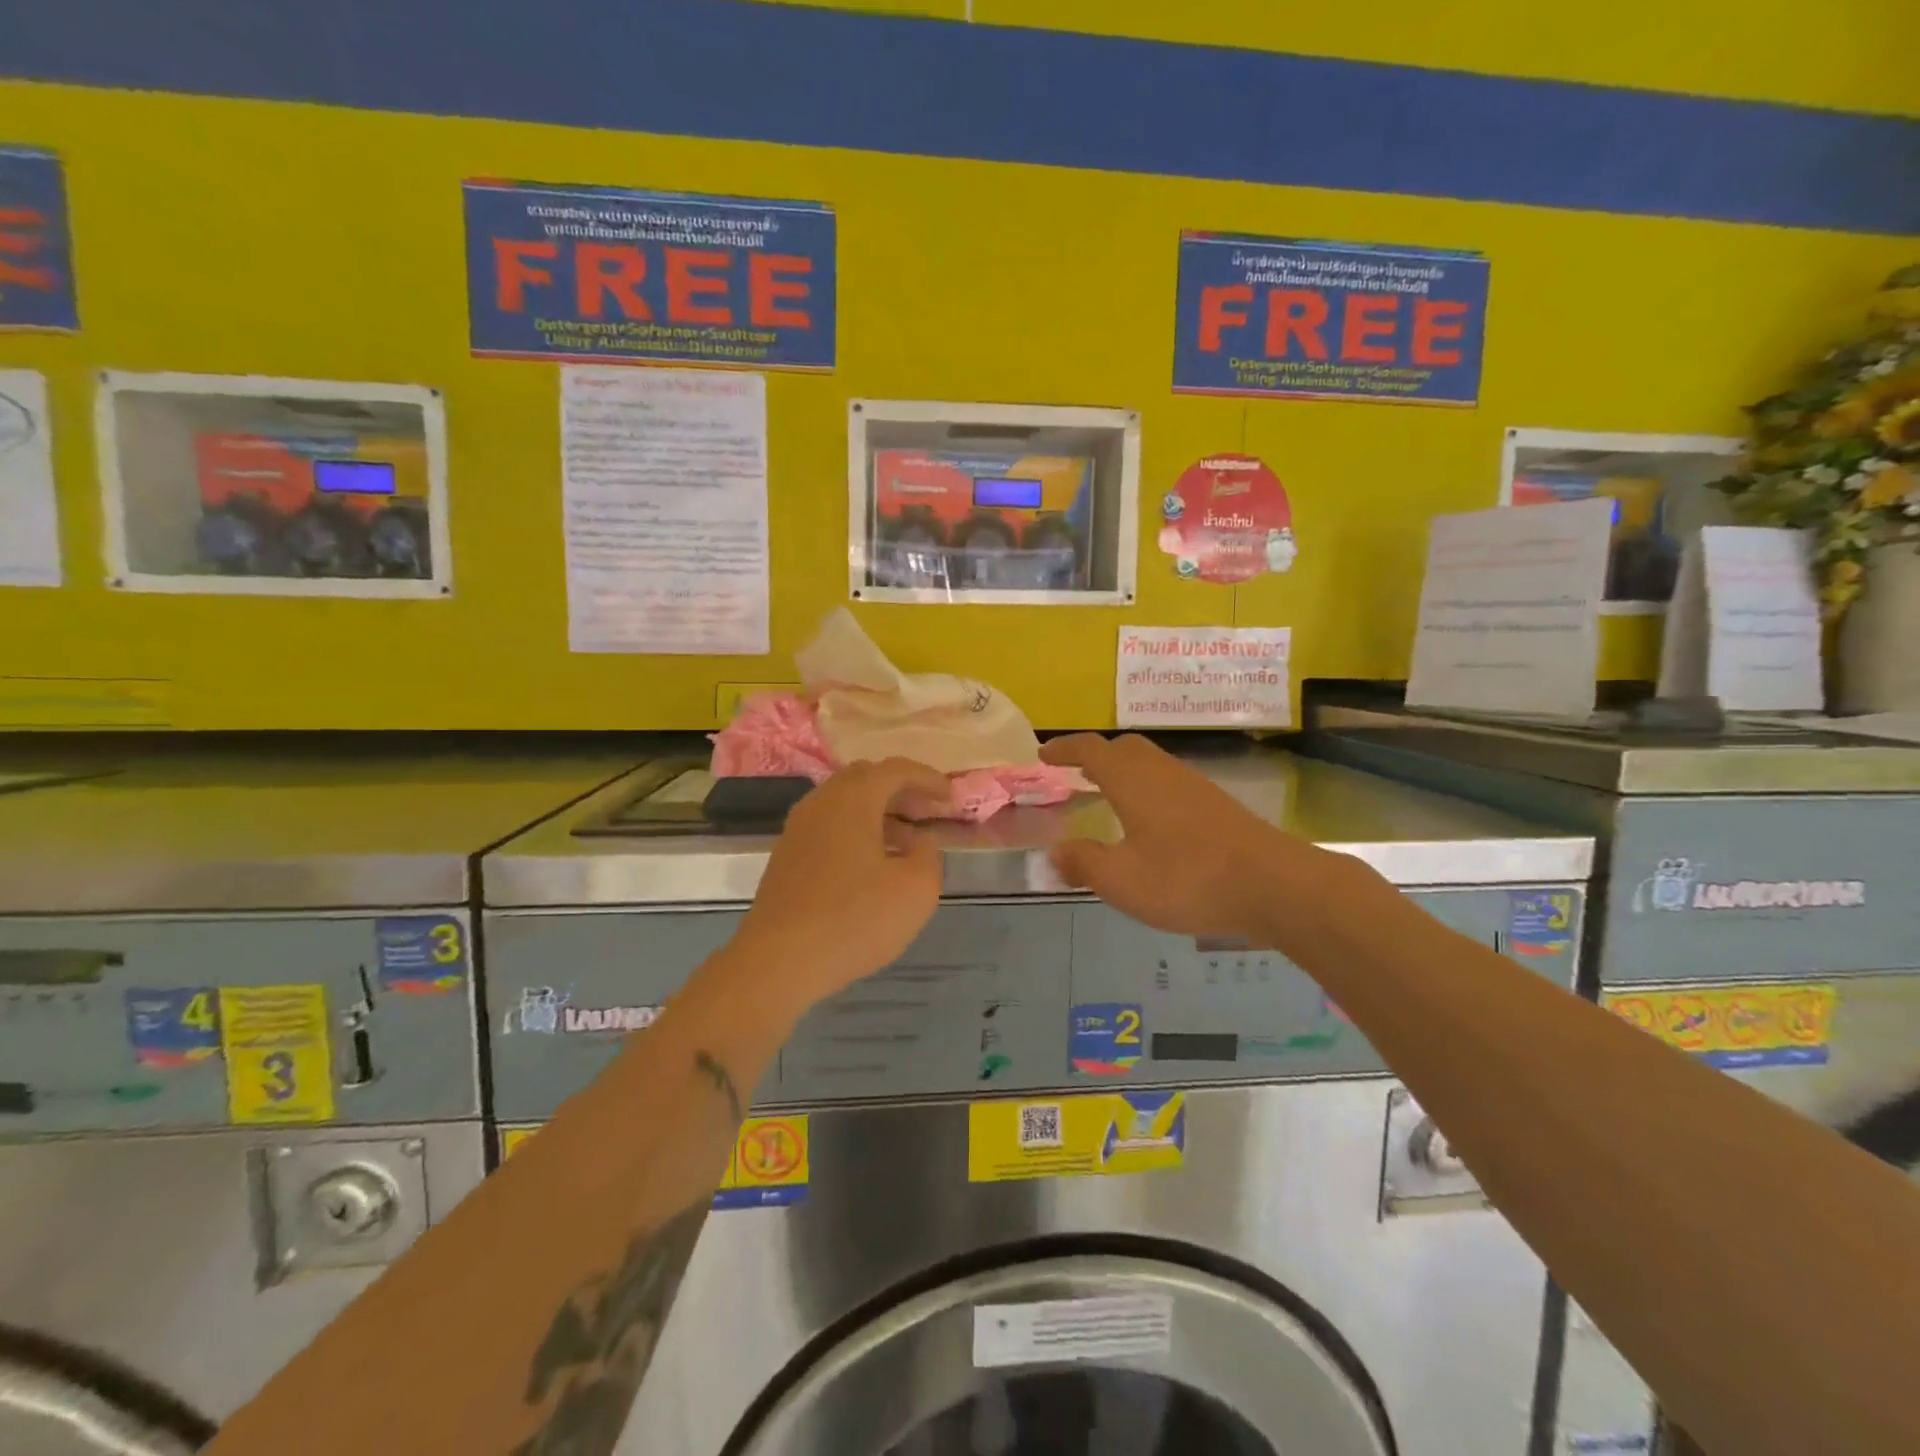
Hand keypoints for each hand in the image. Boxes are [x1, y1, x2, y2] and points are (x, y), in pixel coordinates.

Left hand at [730, 758, 951, 1013]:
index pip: (895, 769)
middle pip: (865, 778)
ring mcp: (798, 829)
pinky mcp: (786, 857)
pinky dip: (856, 831)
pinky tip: (872, 865)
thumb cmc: (854, 920)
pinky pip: (828, 826)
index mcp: (852, 799)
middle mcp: (821, 803)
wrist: (778, 962)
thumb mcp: (916, 890)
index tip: (951, 797)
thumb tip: (920, 840)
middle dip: (900, 790)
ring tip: (906, 844)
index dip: (928, 778)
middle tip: (927, 812)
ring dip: (878, 813)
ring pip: (844, 803)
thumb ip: (928, 855)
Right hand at [1041, 734, 1326, 942]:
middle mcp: (1162, 772)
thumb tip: (1054, 853)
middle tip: (1074, 773)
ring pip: (1150, 762)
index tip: (1042, 755)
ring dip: (1123, 770)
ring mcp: (1193, 786)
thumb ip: (1084, 864)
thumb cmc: (1188, 878)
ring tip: (1106, 796)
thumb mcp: (1122, 880)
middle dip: (1095, 754)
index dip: (1064, 749)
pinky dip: (1146, 787)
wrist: (1275, 885)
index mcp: (1133, 780)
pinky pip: (1168, 781)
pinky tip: (1149, 821)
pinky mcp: (1216, 805)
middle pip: (1123, 747)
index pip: (1090, 749)